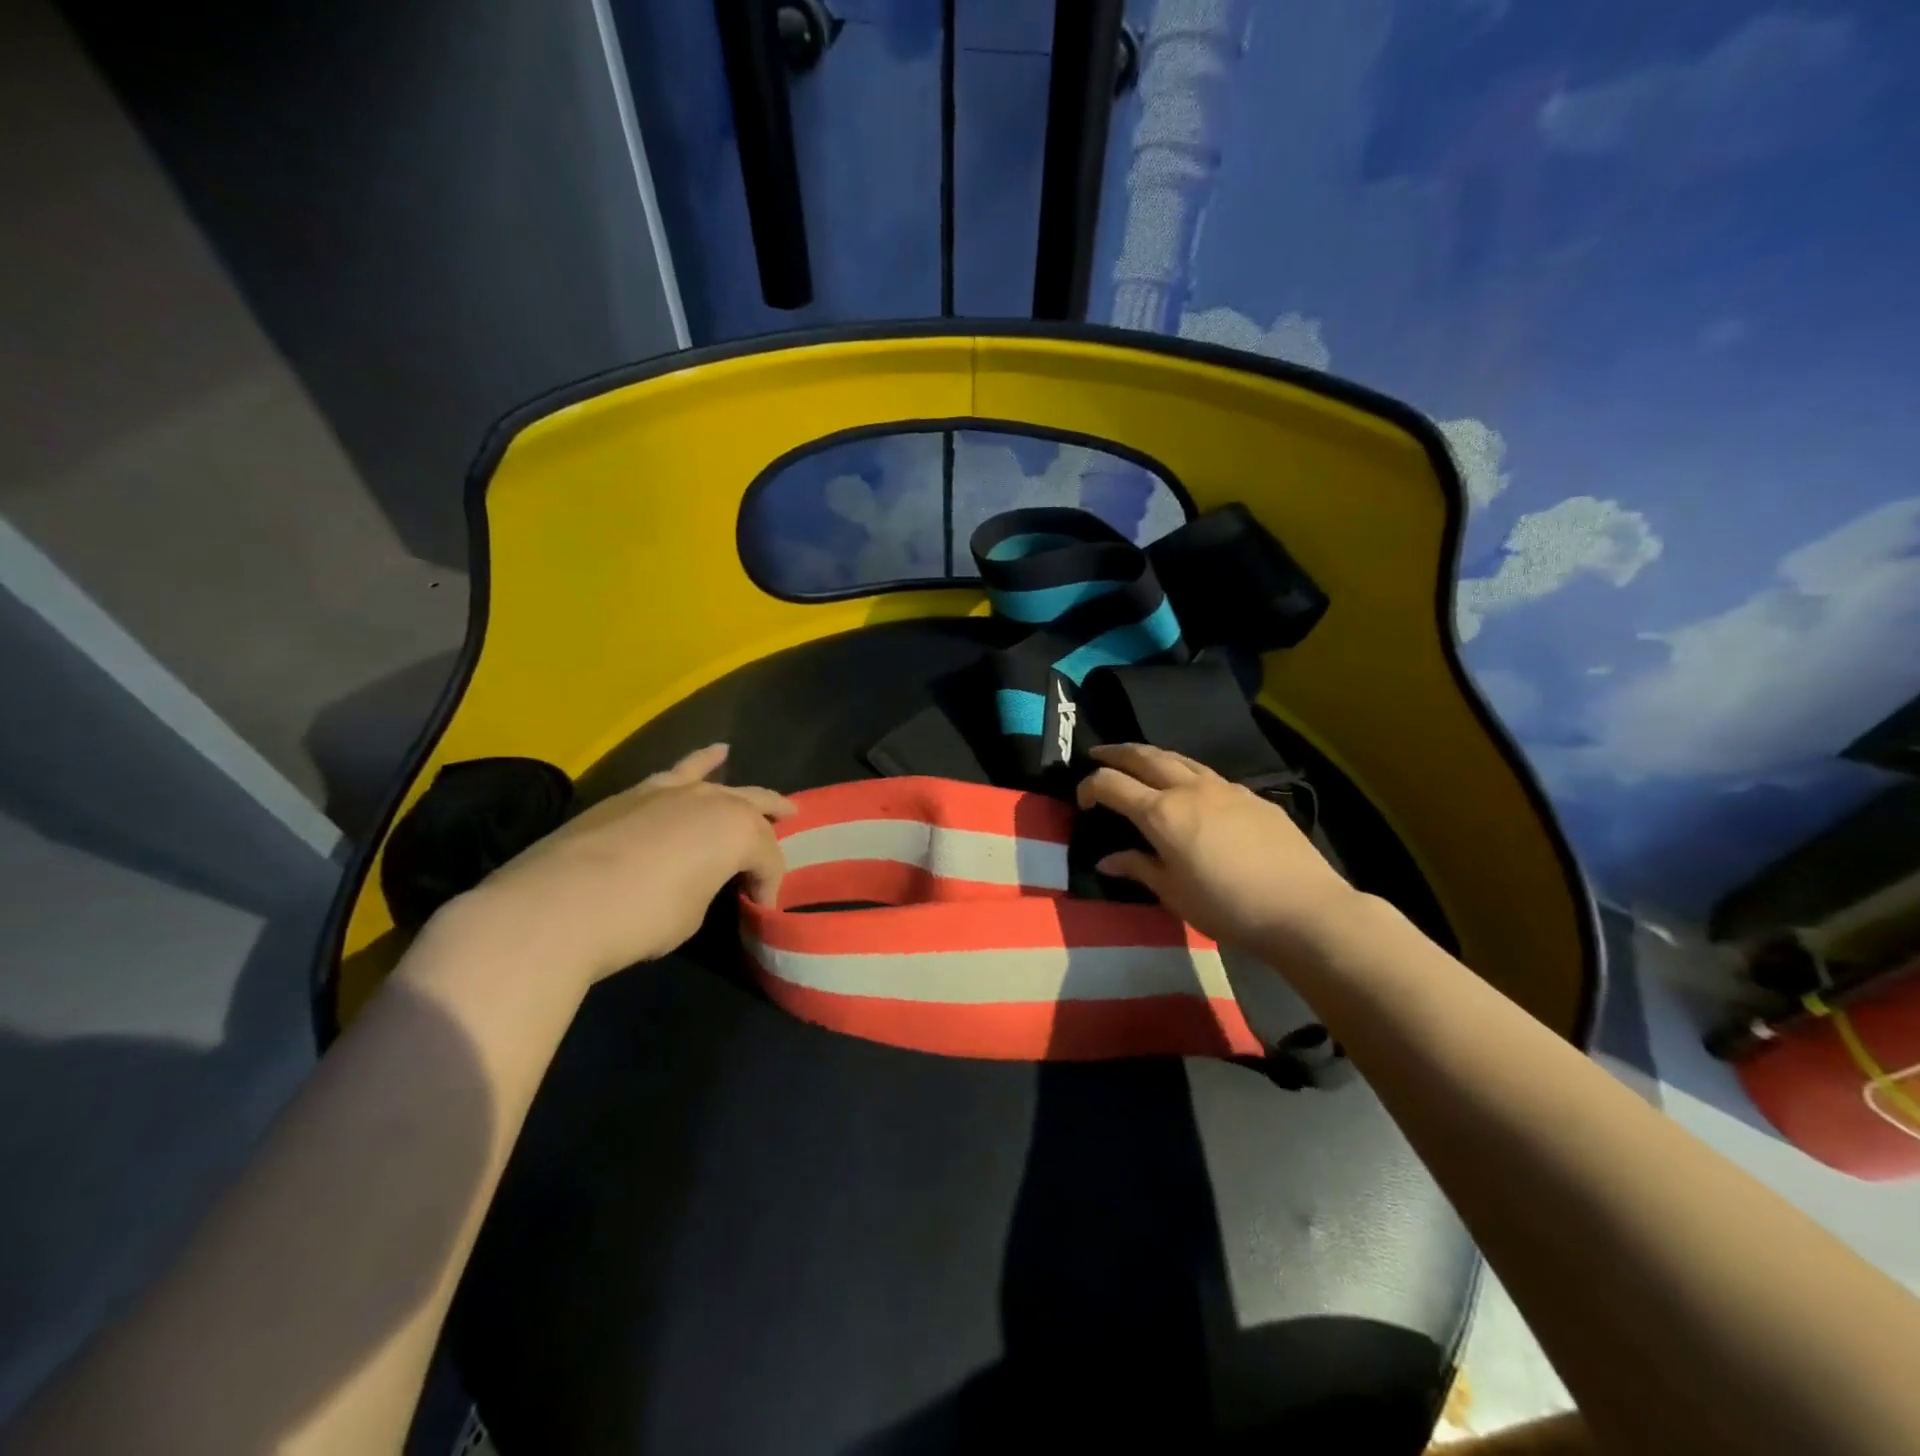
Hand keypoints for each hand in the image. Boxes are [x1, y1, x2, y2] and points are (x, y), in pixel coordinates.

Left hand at [443, 743, 794, 979]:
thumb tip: (700, 881)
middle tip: (784, 845)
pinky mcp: (633, 794)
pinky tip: (715, 754)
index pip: (767, 860)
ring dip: (748, 793)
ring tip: (773, 800)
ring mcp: (670, 791)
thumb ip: (708, 887)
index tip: (759, 910)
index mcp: (736, 832)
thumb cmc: (640, 918)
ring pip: (721, 784)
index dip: (769, 886)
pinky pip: (679, 771)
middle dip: (774, 827)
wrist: (555, 906)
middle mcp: (711, 801)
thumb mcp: (692, 914)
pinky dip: (701, 762)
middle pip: (755, 810)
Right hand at [1077, 743, 1359, 952]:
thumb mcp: (1174, 895)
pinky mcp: (1251, 796)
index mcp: (1162, 813)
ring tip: (1138, 760)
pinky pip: (1207, 774)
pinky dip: (1185, 772)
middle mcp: (1189, 790)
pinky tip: (1190, 789)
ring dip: (1151, 756)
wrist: (1303, 908)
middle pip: (1144, 757)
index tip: (1082, 802)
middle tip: (1098, 754)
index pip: (1111, 784)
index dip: (1089, 787)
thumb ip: (1139, 868)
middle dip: (1116, 753)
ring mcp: (1224, 788)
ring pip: (1178, 758)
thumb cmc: (1229, 908)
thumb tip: (1107, 860)